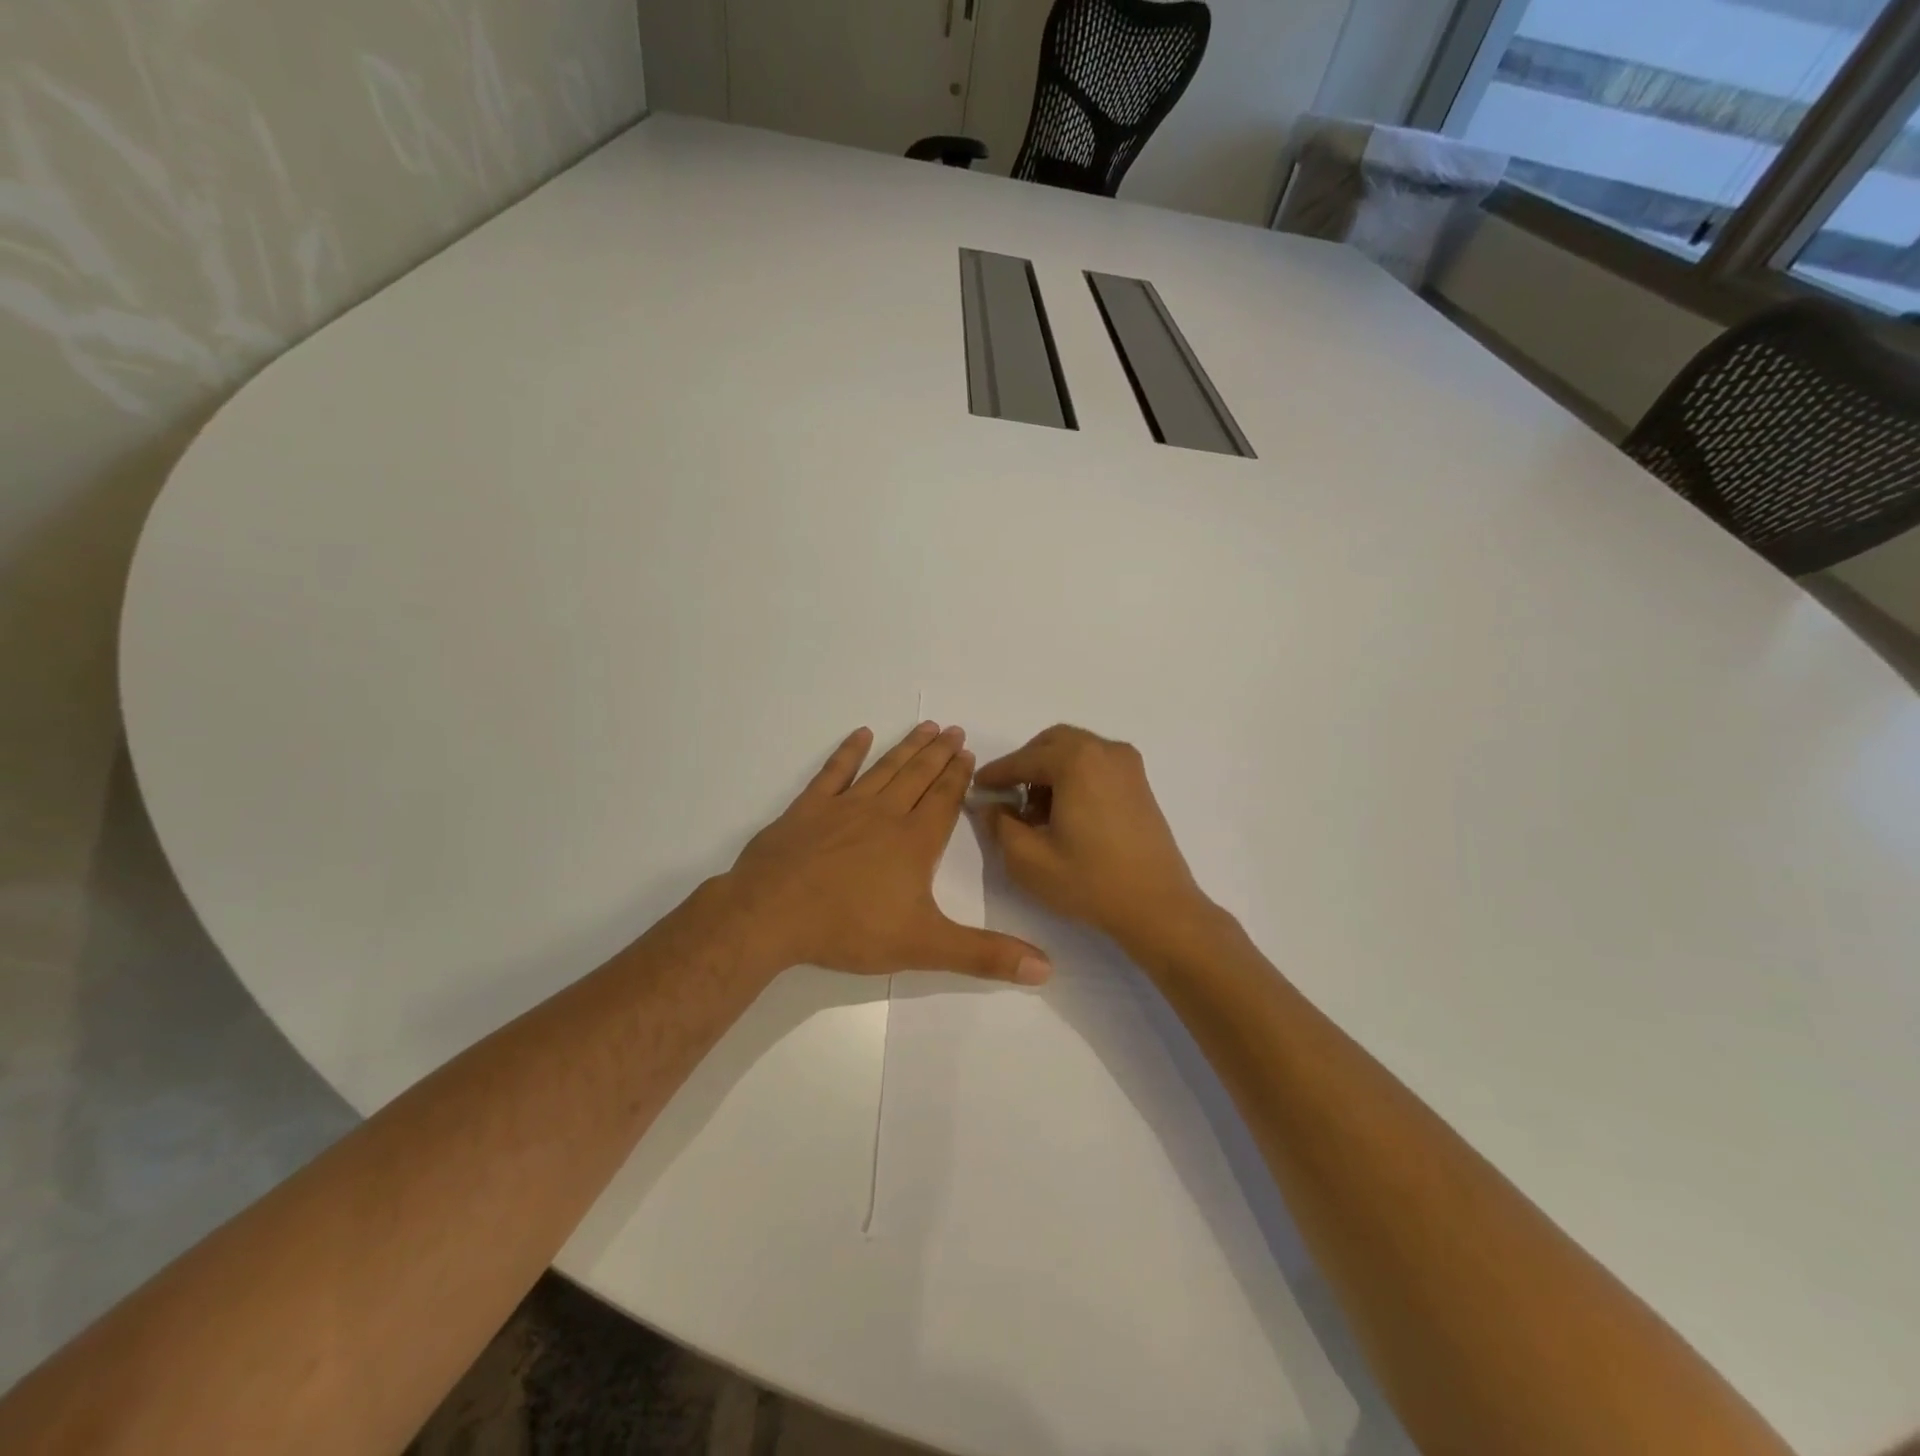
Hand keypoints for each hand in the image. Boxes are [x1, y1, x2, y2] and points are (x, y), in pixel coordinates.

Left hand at [725, 724, 1052, 984]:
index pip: (944, 800)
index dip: (958, 777)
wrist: (773, 914)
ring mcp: (844, 806)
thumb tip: (1047, 968)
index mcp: (914, 841)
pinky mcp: (808, 808)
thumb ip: (985, 955)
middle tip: (954, 730)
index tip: (969, 754)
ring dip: (907, 747)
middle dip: (939, 753)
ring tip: (926, 726)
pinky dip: (848, 752)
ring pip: (884, 768)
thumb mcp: (925, 947)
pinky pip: (834, 772)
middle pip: (918, 776)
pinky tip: (861, 734)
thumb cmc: (851, 928)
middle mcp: (885, 813)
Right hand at [974, 725, 1214, 948]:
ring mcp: (1128, 765)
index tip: (977, 787)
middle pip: (1052, 743)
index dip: (996, 773)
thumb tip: (990, 805)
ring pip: (1076, 751)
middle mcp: (1104, 750)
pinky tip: (1066, 813)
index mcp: (1077, 760)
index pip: (1024, 759)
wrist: (1157, 905)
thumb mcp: (1028, 859)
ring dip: (1051, 771)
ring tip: (1037, 813)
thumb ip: (1000, 825)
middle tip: (1008, 797)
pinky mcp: (1140, 783)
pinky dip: (1075, 777)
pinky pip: (1097, 764)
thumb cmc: (1089, 881)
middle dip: (1026, 765)